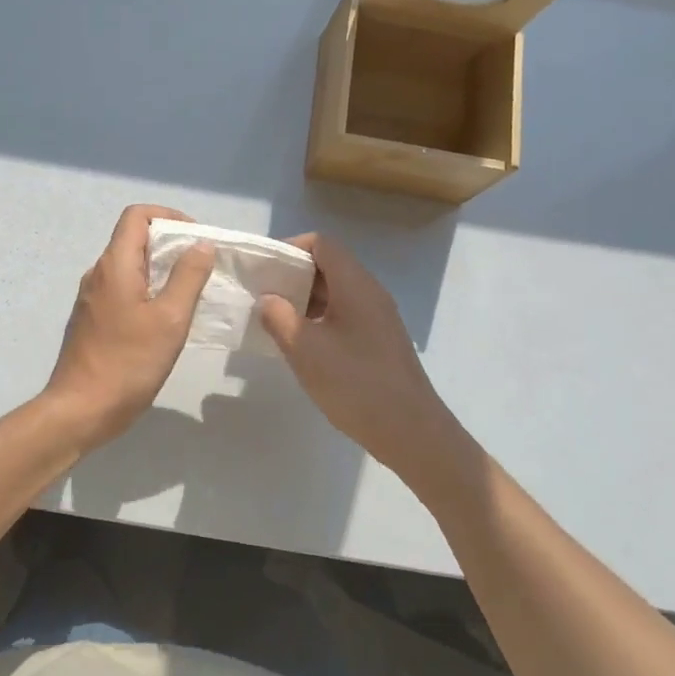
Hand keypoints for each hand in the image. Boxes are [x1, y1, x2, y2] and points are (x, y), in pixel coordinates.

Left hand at [42, 205, 214, 452]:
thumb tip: (201, 245)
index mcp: (114, 265)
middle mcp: (99, 274)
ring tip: (189, 293)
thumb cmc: (128, 363)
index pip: (137, 215)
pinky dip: (147, 291)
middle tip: (202, 268)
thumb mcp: (170, 319)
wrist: (80, 410)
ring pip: (130, 267)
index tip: (196, 239)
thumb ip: (188, 277)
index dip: (169, 216)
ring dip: (160, 270)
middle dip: (170, 244)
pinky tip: (166, 319)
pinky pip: (123, 290)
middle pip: (134, 239)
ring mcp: (92, 298)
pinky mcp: (93, 320)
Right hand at [257, 232, 475, 496]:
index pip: (321, 244)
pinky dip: (320, 318)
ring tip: (276, 321)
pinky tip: (303, 345)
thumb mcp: (305, 349)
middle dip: (293, 275)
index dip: (290, 248)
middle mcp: (370, 292)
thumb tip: (268, 299)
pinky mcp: (380, 340)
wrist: (411, 432)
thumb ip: (278, 317)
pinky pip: (345, 314)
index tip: (263, 269)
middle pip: (329, 265)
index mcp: (355, 284)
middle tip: (263, 295)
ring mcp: (379, 317)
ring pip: (337, 291)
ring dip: (305, 299)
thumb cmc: (355, 383)